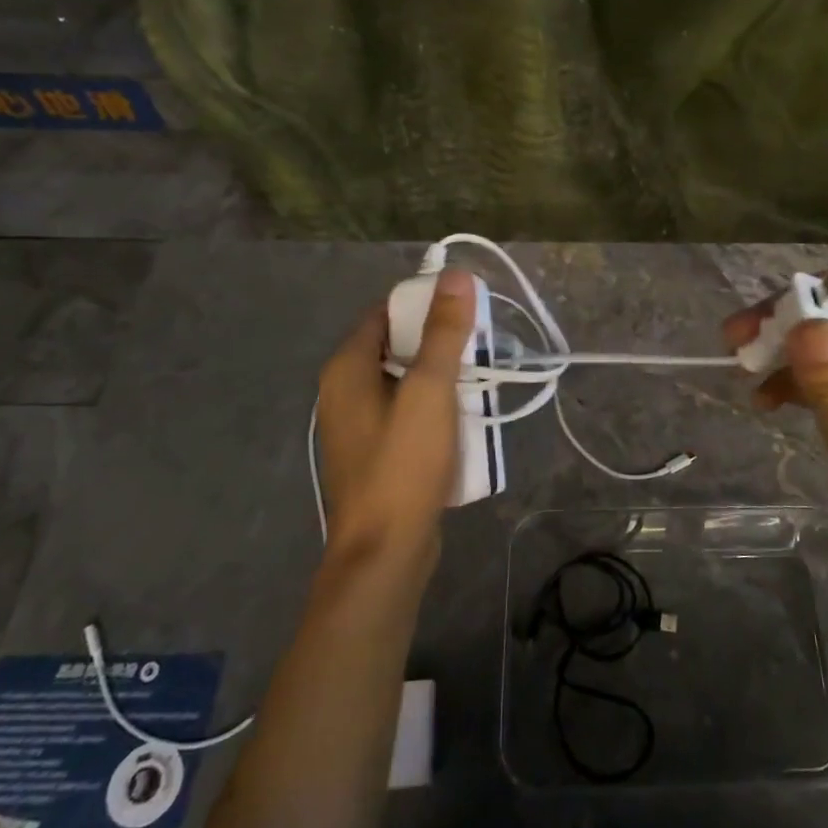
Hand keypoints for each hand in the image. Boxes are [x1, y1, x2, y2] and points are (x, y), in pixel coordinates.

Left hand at [316, 269, 476, 564]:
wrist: (384, 552)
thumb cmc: (403, 464)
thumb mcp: (430, 391)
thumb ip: (443, 332)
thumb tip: (455, 275)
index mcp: (347, 367)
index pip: (387, 312)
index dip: (427, 305)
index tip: (468, 311)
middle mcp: (344, 390)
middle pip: (397, 346)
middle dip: (440, 344)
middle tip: (482, 347)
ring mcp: (358, 425)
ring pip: (406, 382)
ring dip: (442, 378)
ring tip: (481, 381)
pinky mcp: (375, 453)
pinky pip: (407, 414)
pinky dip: (434, 409)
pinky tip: (463, 421)